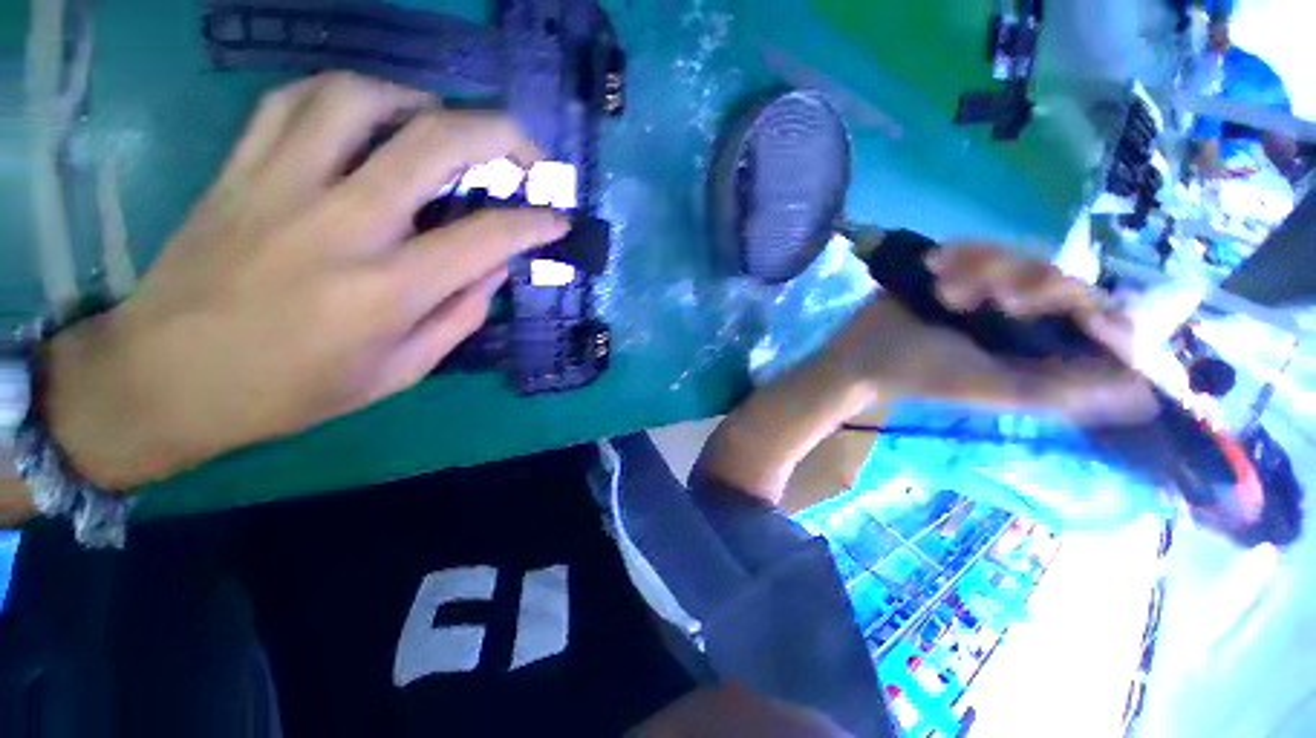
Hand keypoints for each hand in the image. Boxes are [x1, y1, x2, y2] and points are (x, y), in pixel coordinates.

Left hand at [43, 72, 568, 489]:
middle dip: (501, 137)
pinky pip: (294, 102)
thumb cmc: (291, 391)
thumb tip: (494, 269)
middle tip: (526, 153)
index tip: (557, 220)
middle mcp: (342, 224)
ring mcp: (281, 186)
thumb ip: (458, 317)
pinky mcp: (239, 170)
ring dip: (420, 102)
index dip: (535, 223)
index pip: (487, 237)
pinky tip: (367, 117)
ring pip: (361, 99)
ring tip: (443, 124)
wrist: (165, 380)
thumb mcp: (399, 374)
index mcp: (388, 290)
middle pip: (435, 143)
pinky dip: (345, 96)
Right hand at [825, 243, 1157, 426]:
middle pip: (1061, 276)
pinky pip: (982, 245)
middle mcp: (1025, 315)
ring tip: (944, 291)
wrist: (862, 354)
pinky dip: (963, 254)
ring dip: (984, 268)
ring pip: (1020, 256)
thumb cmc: (921, 375)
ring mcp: (991, 288)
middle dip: (1024, 283)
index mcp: (1041, 347)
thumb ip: (1064, 392)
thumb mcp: (992, 389)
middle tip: (986, 300)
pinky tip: (935, 269)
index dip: (1093, 308)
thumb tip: (1144, 394)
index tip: (1061, 310)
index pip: (1101, 318)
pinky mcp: (960, 269)